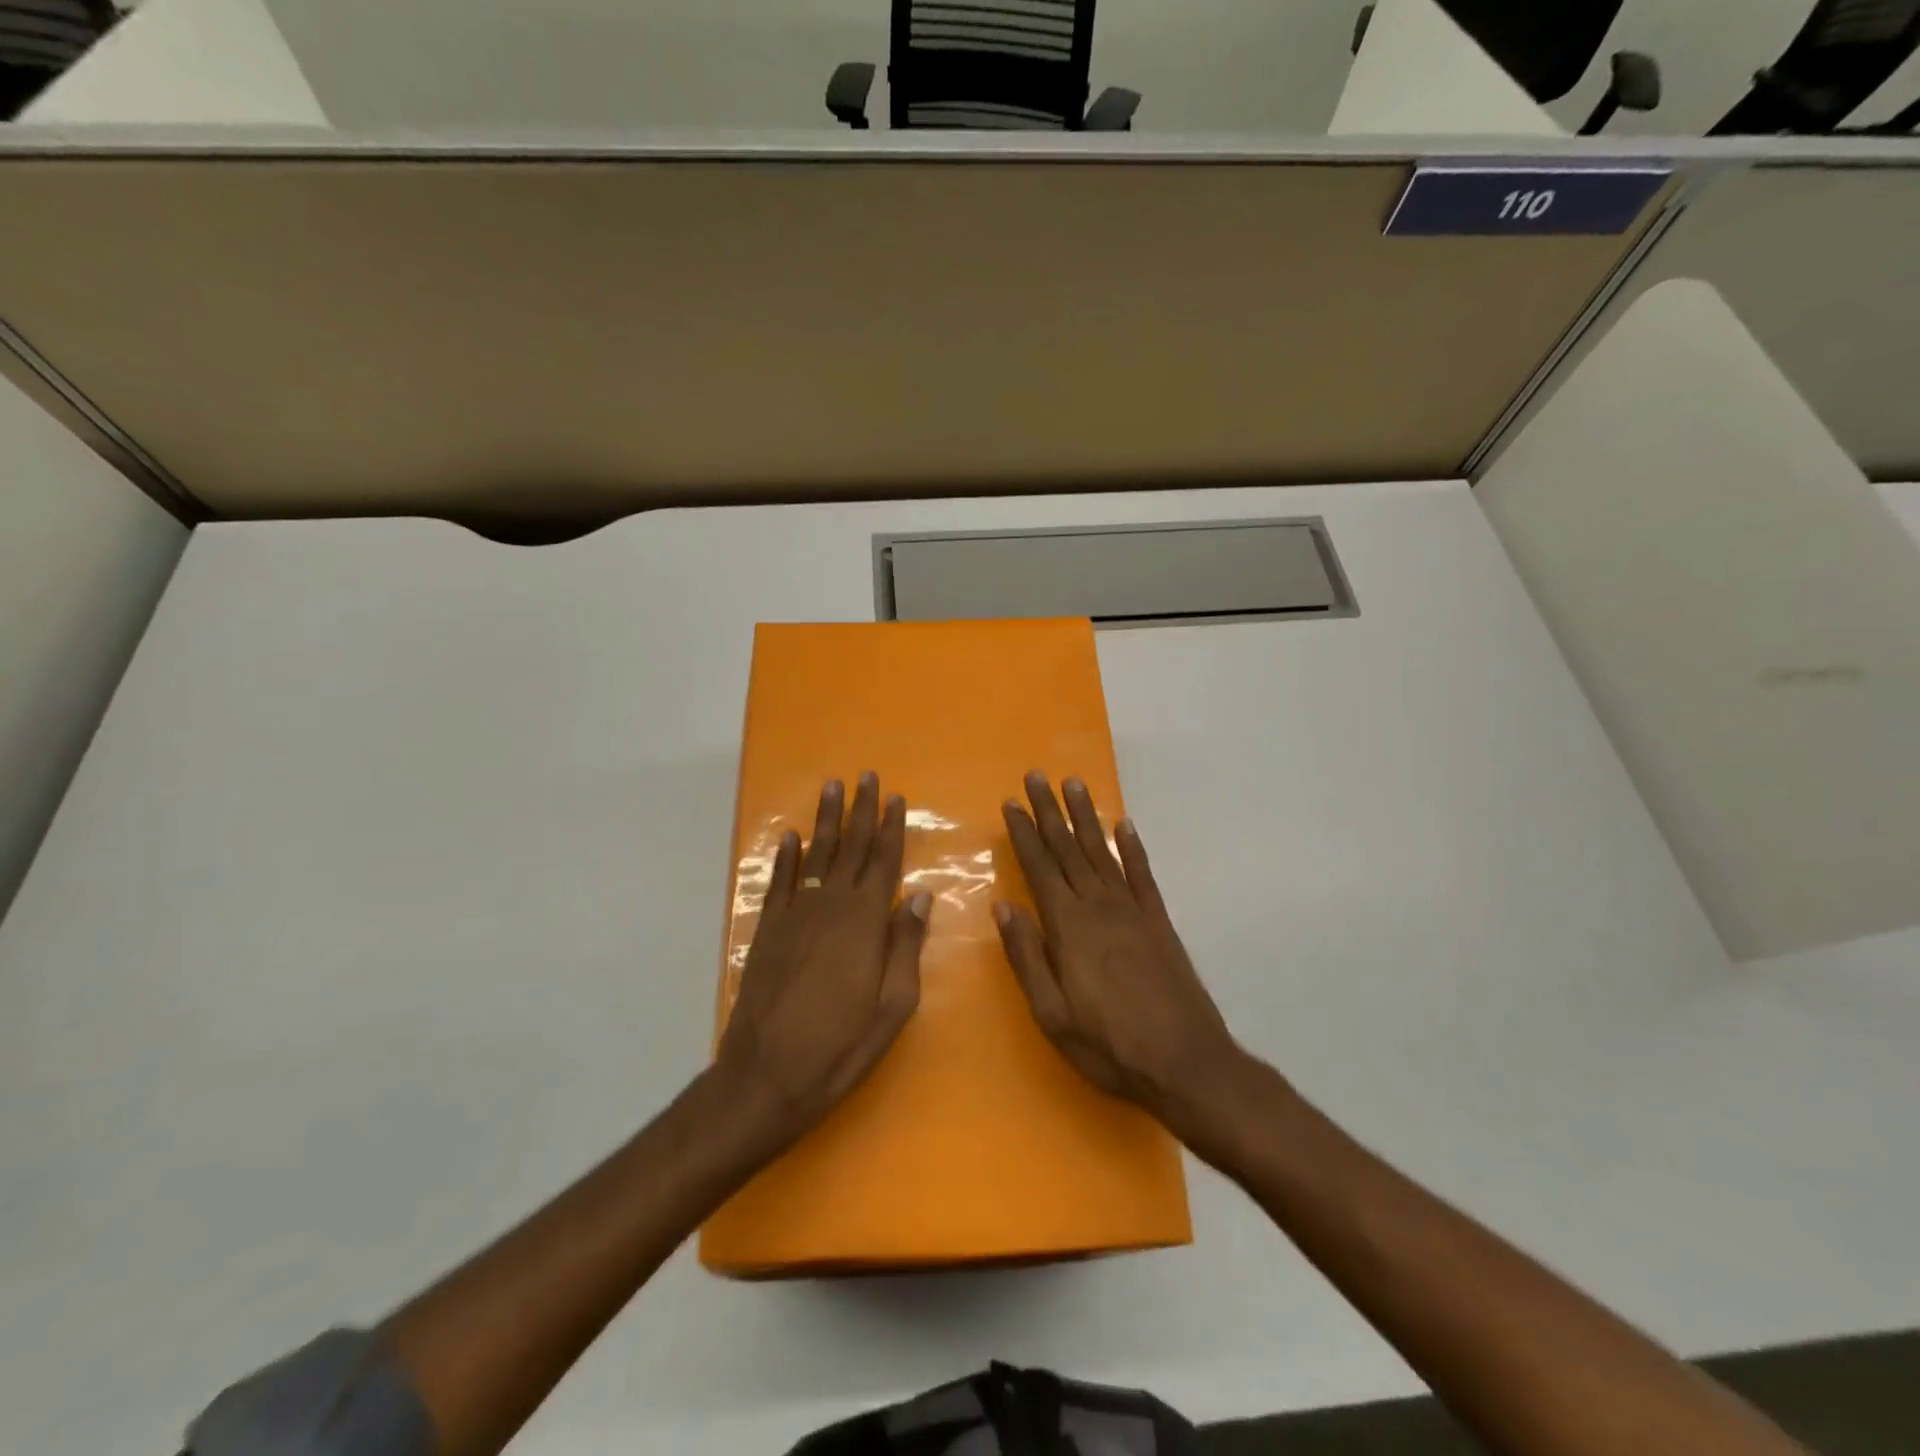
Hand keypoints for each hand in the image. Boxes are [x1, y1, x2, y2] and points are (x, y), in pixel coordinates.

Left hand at [715, 774, 930, 1154]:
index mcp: (864, 923)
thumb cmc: (840, 1046)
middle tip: (866, 777)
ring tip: (832, 788)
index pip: (882, 862)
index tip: (896, 798)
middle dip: (860, 811)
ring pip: (814, 856)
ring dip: (825, 821)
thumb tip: (918, 895)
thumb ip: (905, 946)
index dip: (890, 828)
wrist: (765, 1076)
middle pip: (849, 848)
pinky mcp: (767, 931)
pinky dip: (786, 858)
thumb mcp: (893, 1006)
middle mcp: (829, 907)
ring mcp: (794, 916)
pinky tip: (792, 838)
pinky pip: (779, 883)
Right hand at [996, 773, 1243, 1143]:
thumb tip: (1003, 907)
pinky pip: (1142, 874)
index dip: (1024, 833)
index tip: (1011, 802)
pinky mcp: (1159, 921)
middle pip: (1068, 849)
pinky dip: (1132, 848)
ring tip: (1073, 784)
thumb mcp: (1052, 1013)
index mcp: (1069, 927)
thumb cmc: (1109, 1045)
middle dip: (1049, 811)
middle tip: (1036, 775)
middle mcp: (1099, 906)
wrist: (1186, 1062)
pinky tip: (1124, 826)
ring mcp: (1133, 910)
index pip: (1040, 867)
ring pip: (1102, 852)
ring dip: (1086, 817)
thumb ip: (1027, 957)